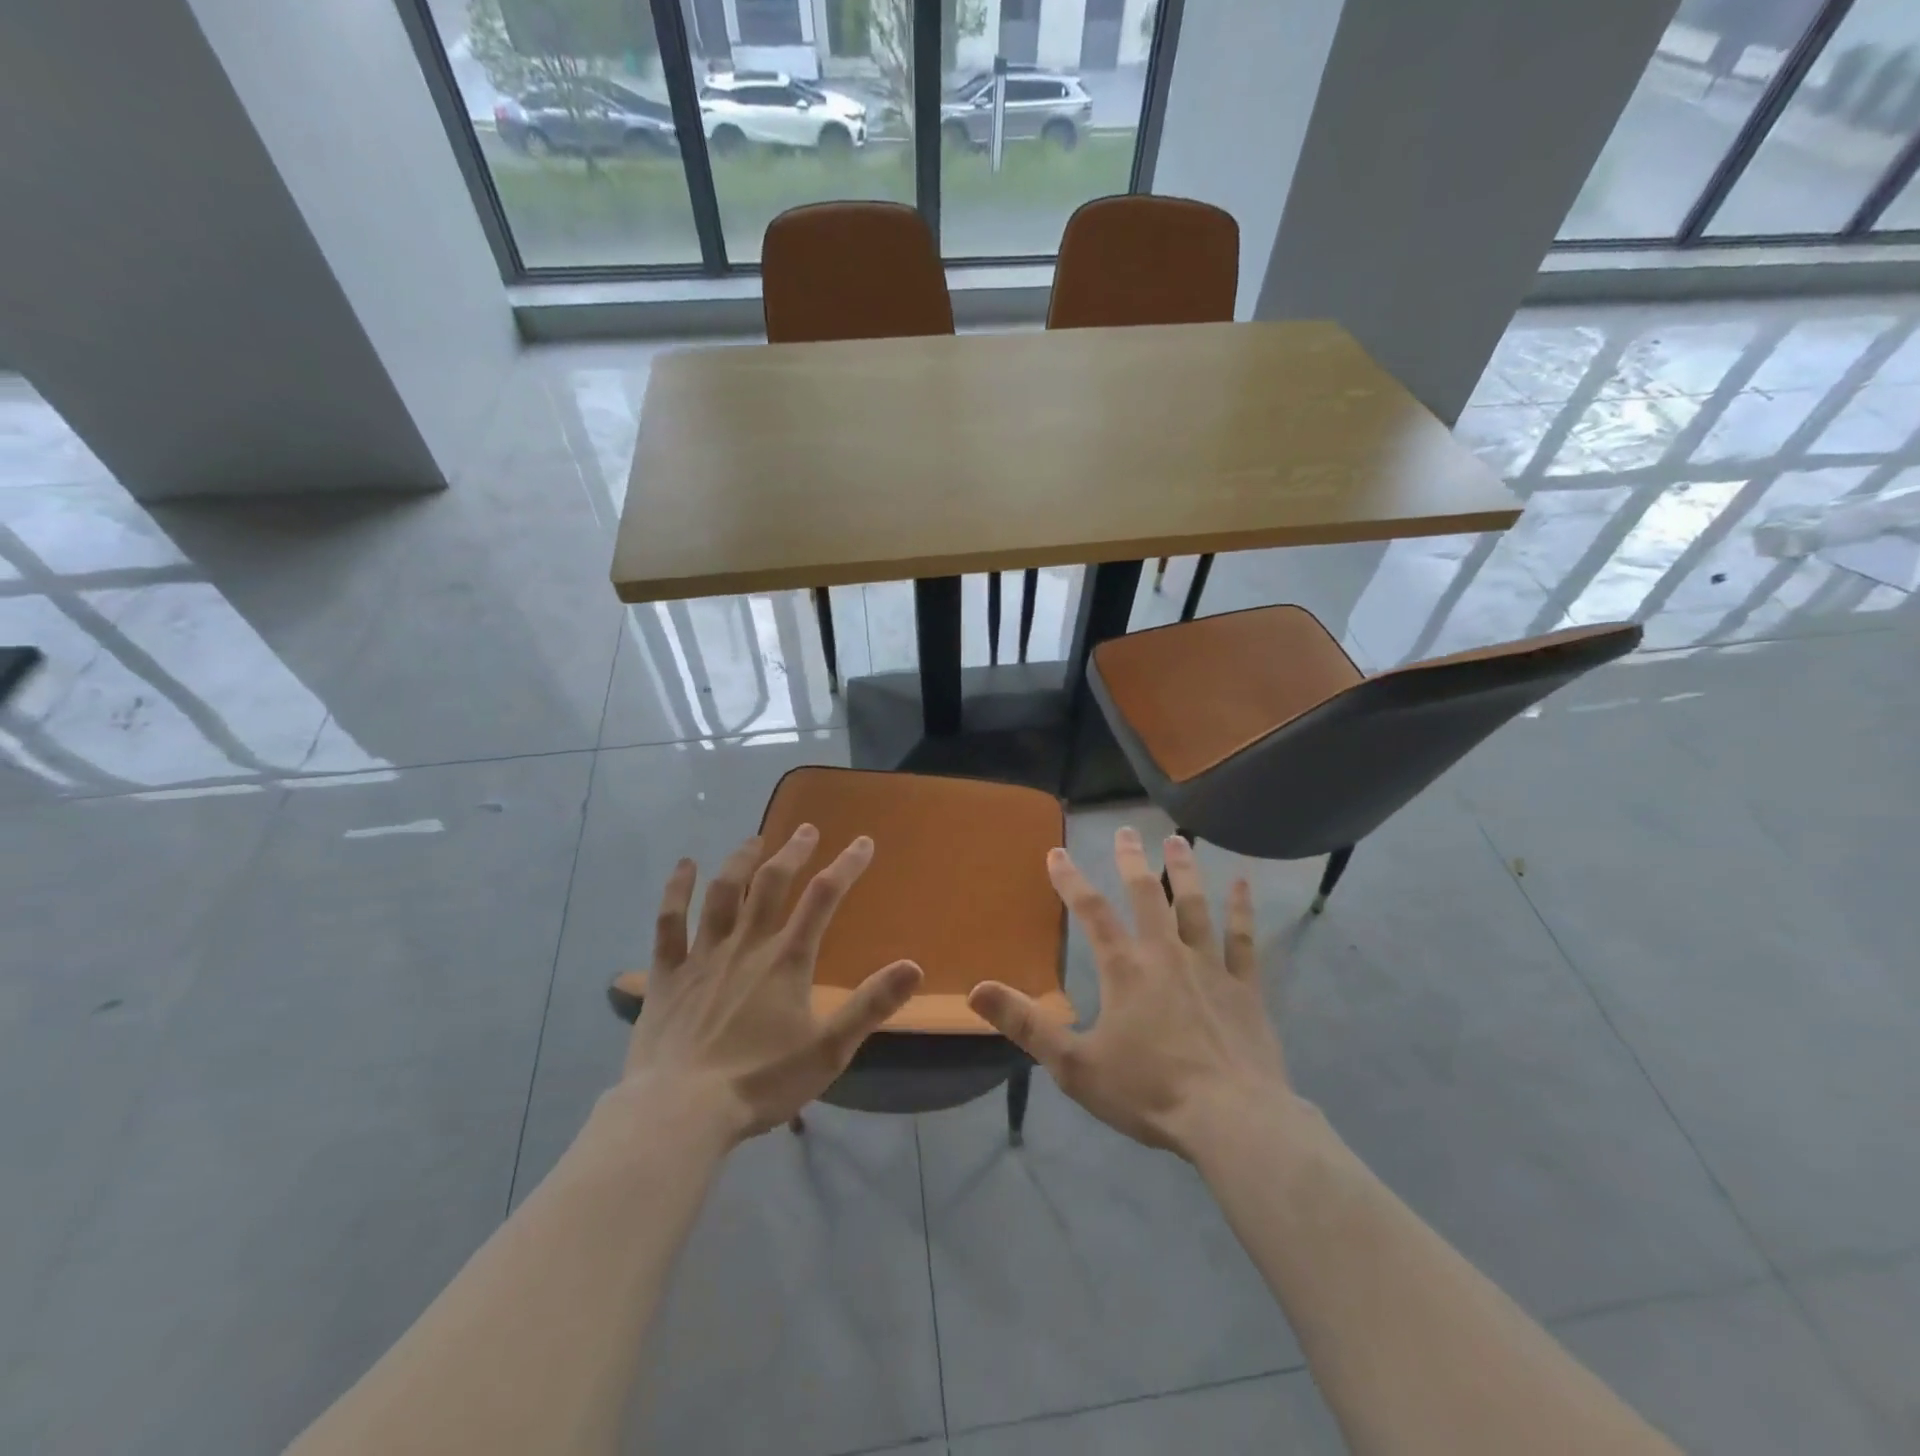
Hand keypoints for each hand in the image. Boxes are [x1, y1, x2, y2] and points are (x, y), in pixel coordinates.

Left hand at [619, 826, 922, 1143]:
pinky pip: (670, 922)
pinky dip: (676, 890)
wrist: (680, 1112)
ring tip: (755, 839)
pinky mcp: (667, 974)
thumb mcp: (829, 1050)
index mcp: (787, 961)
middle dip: (793, 851)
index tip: (863, 843)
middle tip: (806, 829)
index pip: (823, 898)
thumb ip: (870, 1006)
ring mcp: (703, 955)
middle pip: (772, 883)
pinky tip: (685, 866)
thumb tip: (914, 966)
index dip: (846, 866)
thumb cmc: (760, 1082)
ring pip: (723, 893)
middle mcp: (746, 945)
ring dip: (741, 860)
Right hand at [969, 828, 1295, 1158]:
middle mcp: (1166, 954)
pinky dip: (1242, 909)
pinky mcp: (1244, 986)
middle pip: (1146, 895)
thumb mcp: (1074, 1066)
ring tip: (1178, 840)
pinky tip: (1243, 884)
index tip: (1057, 852)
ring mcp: (1209, 966)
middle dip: (1132, 861)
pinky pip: (1242, 939)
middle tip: (1125, 830)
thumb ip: (1026, 1024)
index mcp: (1124, 969)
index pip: (1091, 912)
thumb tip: (977, 990)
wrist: (1232, 1119)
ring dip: (1185, 870)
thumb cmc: (1148, 1092)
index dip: (1070, 880)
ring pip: (1194, 905)